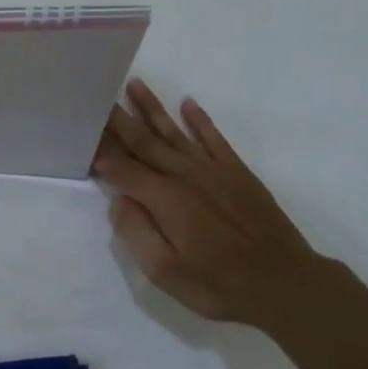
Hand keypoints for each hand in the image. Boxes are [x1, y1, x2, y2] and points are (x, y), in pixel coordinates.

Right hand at [92, 79, 338, 327]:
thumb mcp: (166, 273)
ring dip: (152, 108)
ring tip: (133, 84)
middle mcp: (184, 174)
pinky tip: (187, 104)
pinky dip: (200, 120)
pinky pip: (214, 138)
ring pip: (174, 132)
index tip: (80, 131)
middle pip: (143, 141)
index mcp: (163, 198)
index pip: (121, 168)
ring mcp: (213, 170)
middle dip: (118, 119)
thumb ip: (135, 233)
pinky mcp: (238, 173)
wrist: (287, 284)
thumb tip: (119, 200)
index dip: (99, 151)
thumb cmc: (220, 285)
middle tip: (97, 94)